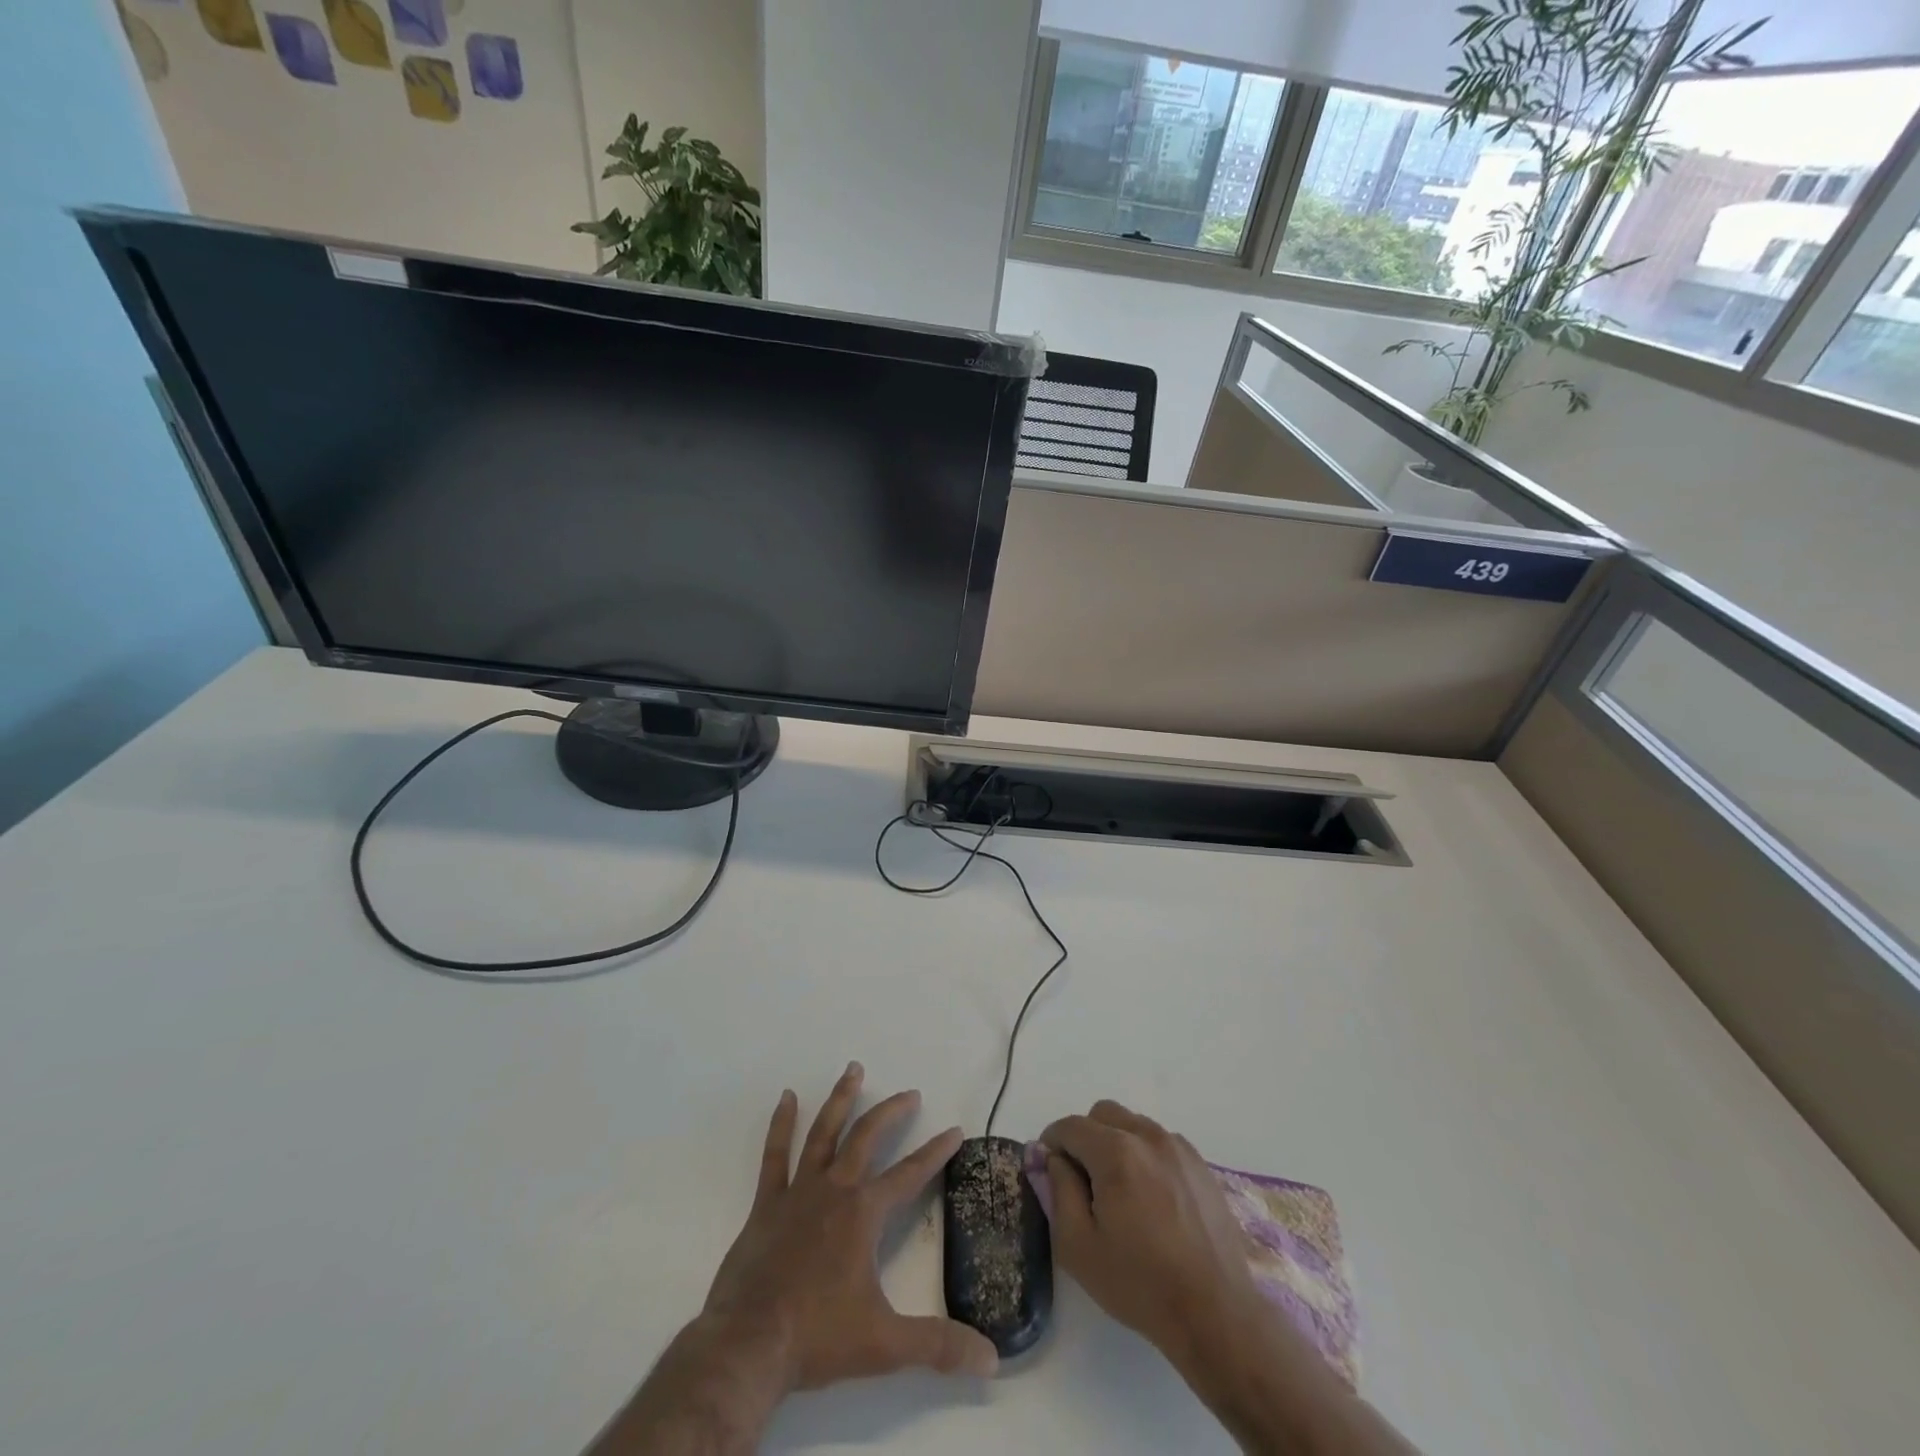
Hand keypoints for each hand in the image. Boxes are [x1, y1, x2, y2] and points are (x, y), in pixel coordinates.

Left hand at [703, 1063, 999, 1389]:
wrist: (748, 1346)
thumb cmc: (818, 1337)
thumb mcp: (885, 1344)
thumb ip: (939, 1346)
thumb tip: (991, 1360)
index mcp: (864, 1213)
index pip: (910, 1174)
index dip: (935, 1152)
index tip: (955, 1130)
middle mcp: (835, 1189)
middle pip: (867, 1137)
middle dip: (892, 1111)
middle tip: (910, 1092)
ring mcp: (798, 1191)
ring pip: (823, 1132)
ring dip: (841, 1099)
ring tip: (853, 1069)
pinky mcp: (767, 1203)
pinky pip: (775, 1155)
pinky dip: (782, 1124)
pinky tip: (787, 1097)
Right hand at [1040, 1100, 1263, 1368]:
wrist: (1215, 1313)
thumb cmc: (1139, 1284)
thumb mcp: (1078, 1246)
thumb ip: (1057, 1190)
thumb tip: (1051, 1157)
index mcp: (1116, 1153)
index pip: (1070, 1126)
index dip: (1052, 1144)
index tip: (1049, 1170)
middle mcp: (1147, 1136)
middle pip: (1102, 1114)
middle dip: (1084, 1138)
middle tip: (1084, 1181)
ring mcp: (1178, 1147)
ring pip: (1132, 1124)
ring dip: (1116, 1143)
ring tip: (1120, 1192)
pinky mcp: (1200, 1163)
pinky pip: (1159, 1141)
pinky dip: (1144, 1154)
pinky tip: (1150, 1197)